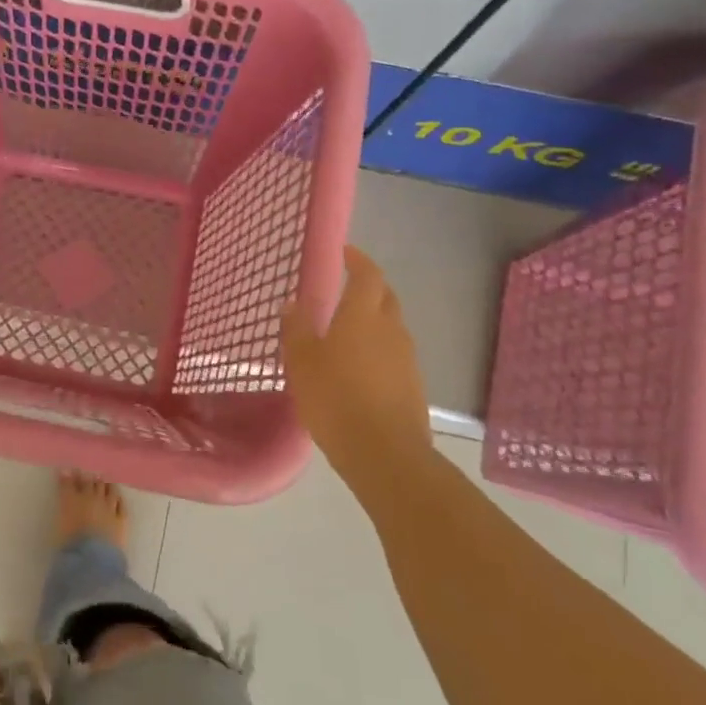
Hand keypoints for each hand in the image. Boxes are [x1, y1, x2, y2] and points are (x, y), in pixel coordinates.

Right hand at [282, 246, 432, 470]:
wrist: (384, 453)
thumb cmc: (335, 398)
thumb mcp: (302, 362)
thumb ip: (297, 329)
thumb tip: (293, 304)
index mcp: (362, 316)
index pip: (367, 275)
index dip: (357, 260)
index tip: (344, 252)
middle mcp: (390, 329)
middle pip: (385, 297)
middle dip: (368, 287)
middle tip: (345, 287)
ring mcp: (406, 358)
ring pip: (390, 326)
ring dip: (372, 320)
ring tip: (346, 331)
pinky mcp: (412, 384)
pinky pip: (393, 354)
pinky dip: (377, 349)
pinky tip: (358, 368)